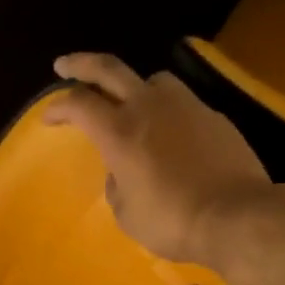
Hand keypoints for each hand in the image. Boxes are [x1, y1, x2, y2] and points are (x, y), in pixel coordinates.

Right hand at [45, 53, 271, 263]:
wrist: (235, 215)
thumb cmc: (172, 221)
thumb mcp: (128, 214)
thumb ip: (117, 186)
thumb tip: (121, 172)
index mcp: (119, 132)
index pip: (79, 104)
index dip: (58, 107)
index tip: (48, 117)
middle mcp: (148, 107)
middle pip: (109, 69)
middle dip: (81, 64)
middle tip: (66, 65)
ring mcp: (185, 106)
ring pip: (153, 79)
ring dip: (134, 85)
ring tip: (131, 101)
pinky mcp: (213, 116)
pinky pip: (183, 103)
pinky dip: (168, 111)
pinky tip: (172, 132)